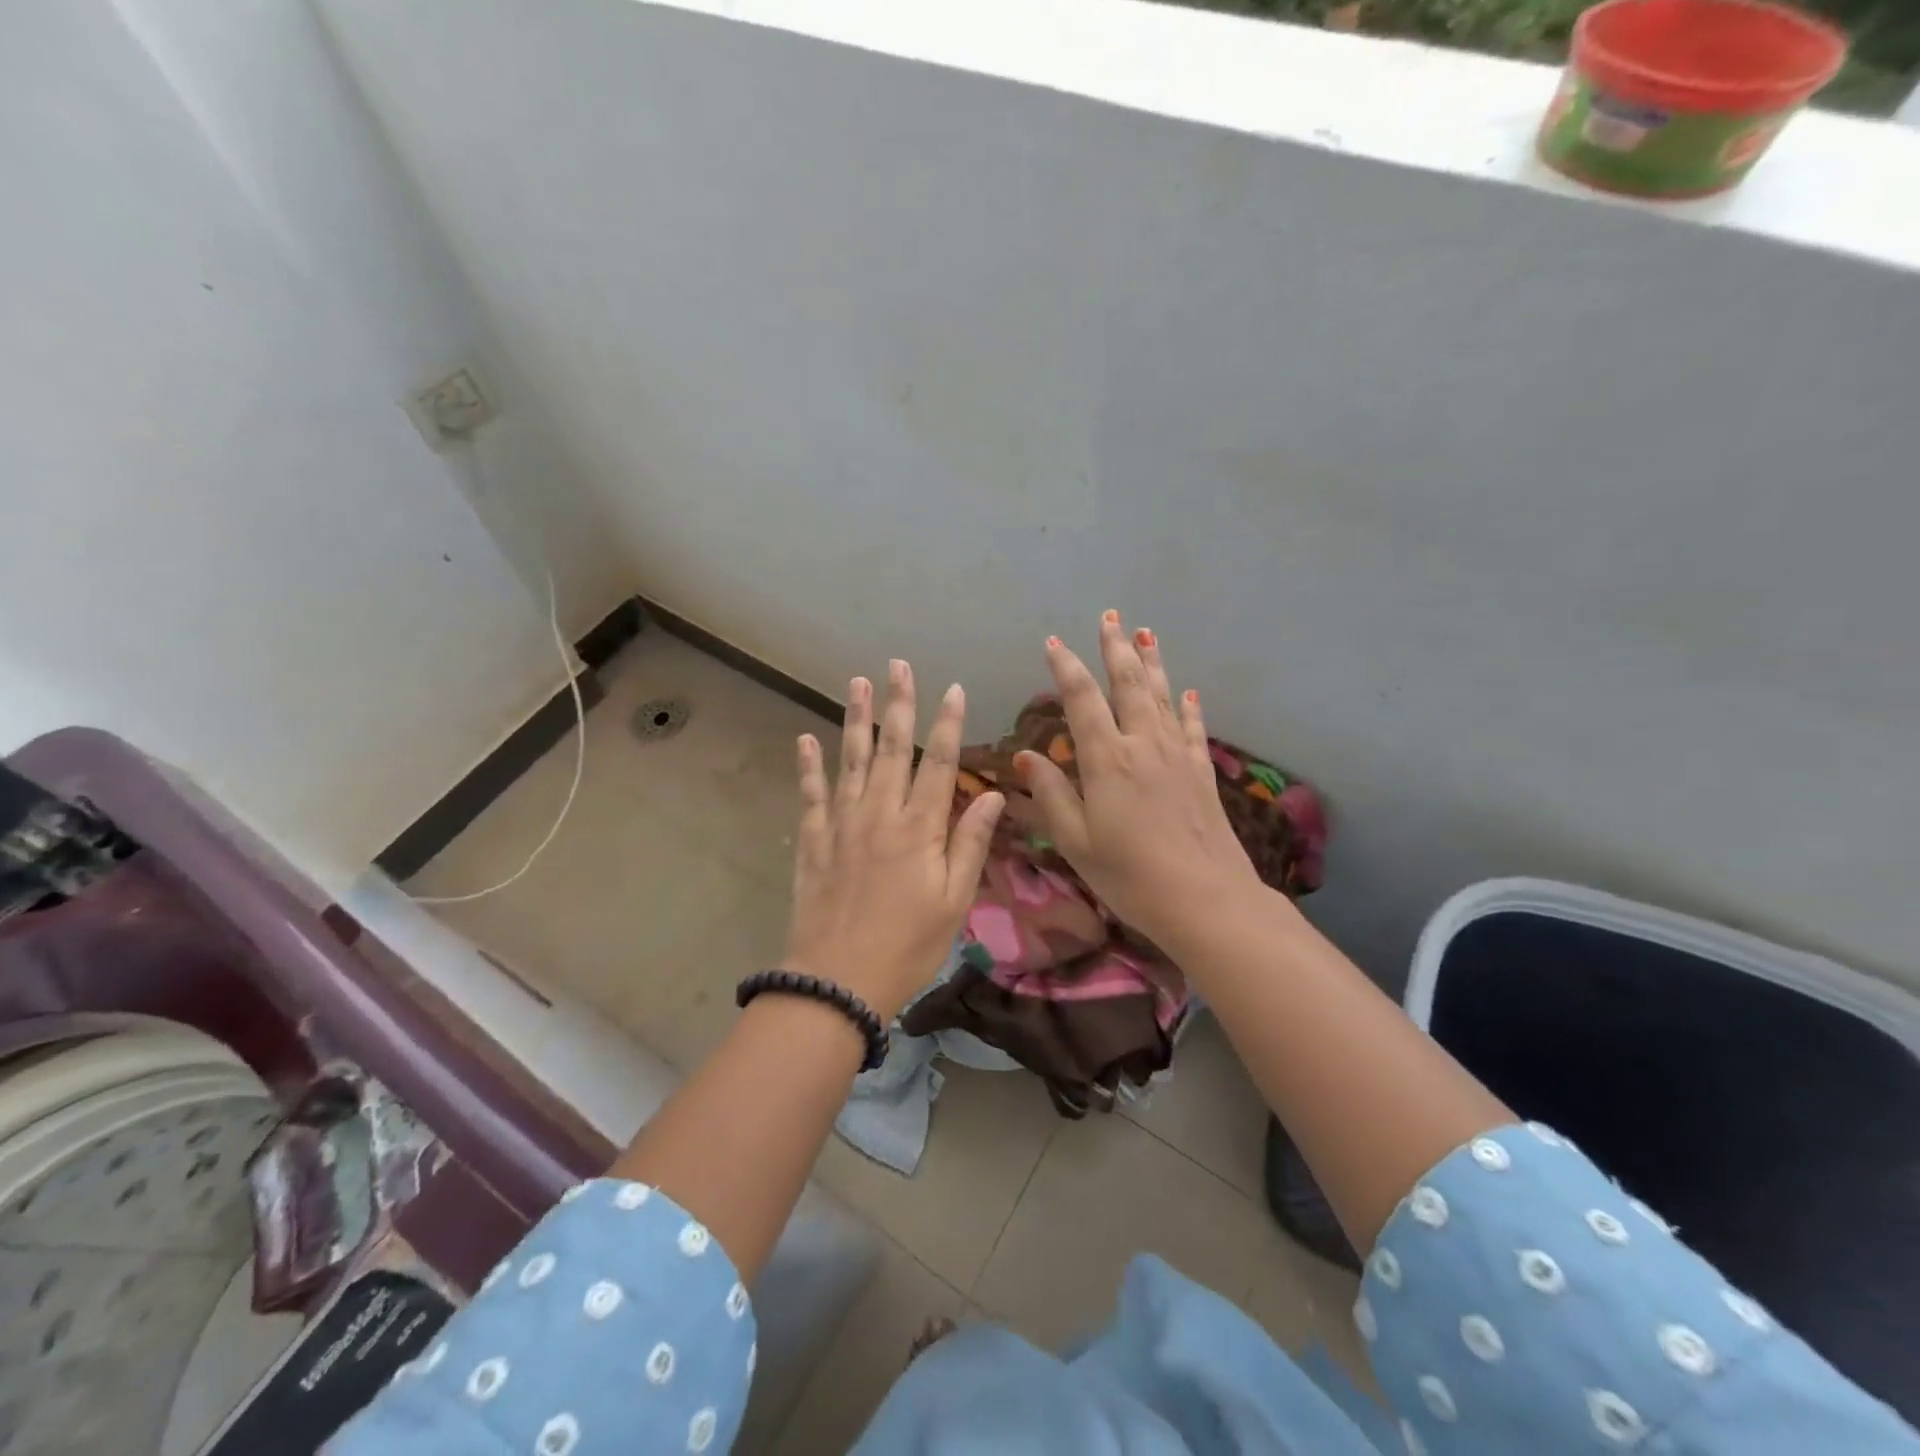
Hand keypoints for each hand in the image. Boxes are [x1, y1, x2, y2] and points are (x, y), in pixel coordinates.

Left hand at [784, 660, 1004, 1021]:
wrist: (839, 980)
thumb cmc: (908, 945)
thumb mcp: (954, 901)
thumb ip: (970, 843)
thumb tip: (995, 794)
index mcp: (919, 828)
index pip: (938, 763)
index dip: (948, 724)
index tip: (953, 689)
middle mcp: (879, 814)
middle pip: (891, 748)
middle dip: (899, 704)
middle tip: (897, 665)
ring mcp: (842, 824)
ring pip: (850, 759)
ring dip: (855, 718)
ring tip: (857, 683)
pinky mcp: (814, 841)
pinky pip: (811, 794)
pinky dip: (808, 766)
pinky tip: (805, 739)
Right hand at [1017, 612, 1265, 950]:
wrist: (1205, 899)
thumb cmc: (1129, 875)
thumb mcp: (1075, 841)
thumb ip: (1052, 794)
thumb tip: (1028, 756)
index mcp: (1107, 759)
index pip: (1082, 699)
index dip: (1066, 667)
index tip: (1053, 642)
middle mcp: (1143, 745)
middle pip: (1128, 684)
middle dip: (1116, 648)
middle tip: (1110, 617)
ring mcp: (1177, 756)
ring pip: (1162, 697)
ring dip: (1152, 663)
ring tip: (1146, 633)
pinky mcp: (1201, 773)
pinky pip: (1193, 728)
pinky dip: (1188, 706)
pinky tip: (1188, 691)